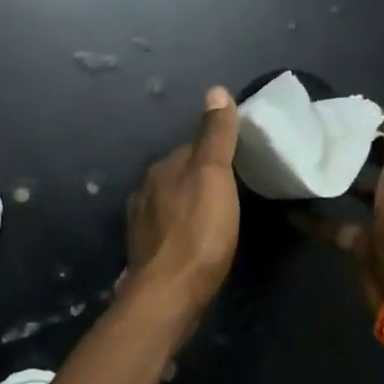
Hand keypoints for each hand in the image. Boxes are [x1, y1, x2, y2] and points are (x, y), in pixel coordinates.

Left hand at [125, 87, 240, 317]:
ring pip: (171, 203)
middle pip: (179, 175)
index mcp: (162, 169)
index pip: (191, 148)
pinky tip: (195, 240)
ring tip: (218, 216)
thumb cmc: (198, 232)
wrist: (169, 293)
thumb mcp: (214, 176)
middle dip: (201, 179)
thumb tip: (216, 90)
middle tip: (235, 190)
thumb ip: (215, 136)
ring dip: (190, 204)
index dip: (216, 151)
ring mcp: (142, 224)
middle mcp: (145, 191)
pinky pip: (168, 230)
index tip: (242, 160)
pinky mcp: (146, 253)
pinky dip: (182, 229)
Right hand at [302, 56, 383, 308]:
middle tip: (313, 130)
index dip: (379, 118)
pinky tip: (287, 207)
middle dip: (355, 145)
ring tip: (300, 160)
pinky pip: (337, 226)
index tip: (341, 110)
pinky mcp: (367, 244)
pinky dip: (315, 217)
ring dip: (337, 178)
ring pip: (361, 192)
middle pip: (383, 160)